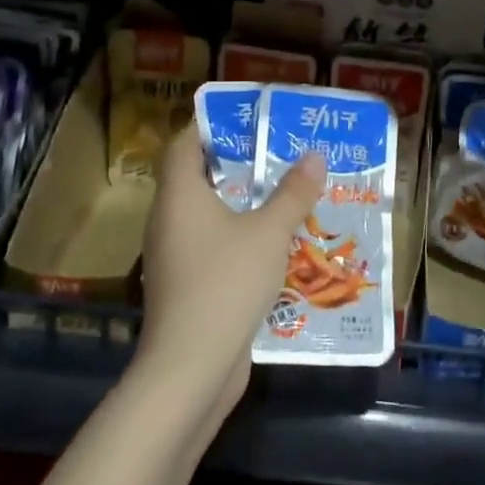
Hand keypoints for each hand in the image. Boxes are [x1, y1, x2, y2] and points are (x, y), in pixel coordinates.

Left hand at [136, 126, 326, 406]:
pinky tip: (276, 244)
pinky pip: (213, 247)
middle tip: (279, 153)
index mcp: (179, 196)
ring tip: (285, 193)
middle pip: (198, 178)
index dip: (209, 126)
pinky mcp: (187, 286)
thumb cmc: (226, 282)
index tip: (247, 118)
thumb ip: (293, 193)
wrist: (192, 367)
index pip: (184, 144)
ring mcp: (175, 256)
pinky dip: (240, 238)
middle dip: (237, 164)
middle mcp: (169, 220)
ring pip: (208, 216)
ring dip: (243, 204)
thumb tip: (315, 156)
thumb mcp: (269, 232)